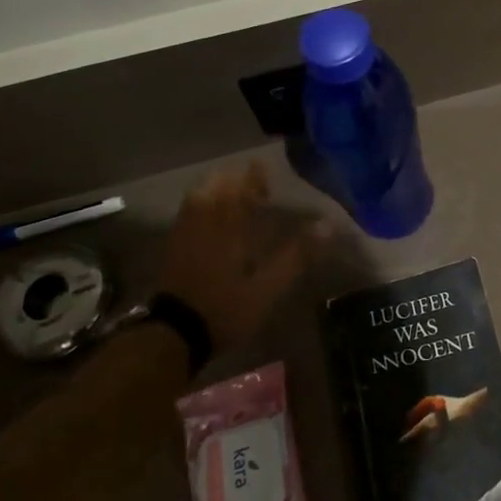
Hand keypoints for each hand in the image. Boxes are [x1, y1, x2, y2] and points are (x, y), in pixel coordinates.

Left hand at [156, 163, 328, 355]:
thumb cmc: (226, 308)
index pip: (242, 190)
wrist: (174, 334)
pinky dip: (200, 205)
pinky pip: (187, 214)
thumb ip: (297, 255)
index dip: (253, 177)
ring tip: (229, 192)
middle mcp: (205, 222)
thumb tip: (328, 225)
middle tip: (249, 181)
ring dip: (214, 189)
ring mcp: (185, 234)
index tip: (262, 166)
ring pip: (198, 199)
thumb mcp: (268, 287)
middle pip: (216, 188)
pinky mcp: (173, 248)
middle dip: (233, 179)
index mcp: (230, 227)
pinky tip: (208, 216)